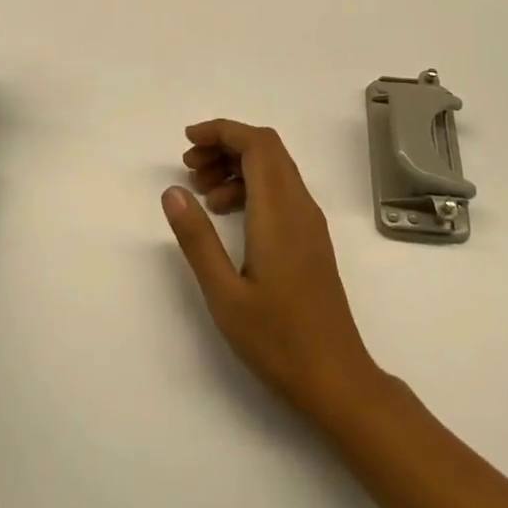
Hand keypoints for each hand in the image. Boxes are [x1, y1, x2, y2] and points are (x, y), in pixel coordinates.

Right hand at [163, 120, 382, 421]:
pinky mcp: (311, 238)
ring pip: (275, 169)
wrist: (335, 377)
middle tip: (188, 167)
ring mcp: (309, 222)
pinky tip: (227, 214)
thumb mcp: (224, 293)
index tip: (187, 141)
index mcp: (279, 212)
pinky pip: (280, 191)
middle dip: (225, 145)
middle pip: (267, 149)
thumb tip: (173, 191)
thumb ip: (197, 238)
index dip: (222, 131)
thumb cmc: (277, 339)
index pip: (257, 144)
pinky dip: (251, 187)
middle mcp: (300, 206)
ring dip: (237, 166)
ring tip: (201, 193)